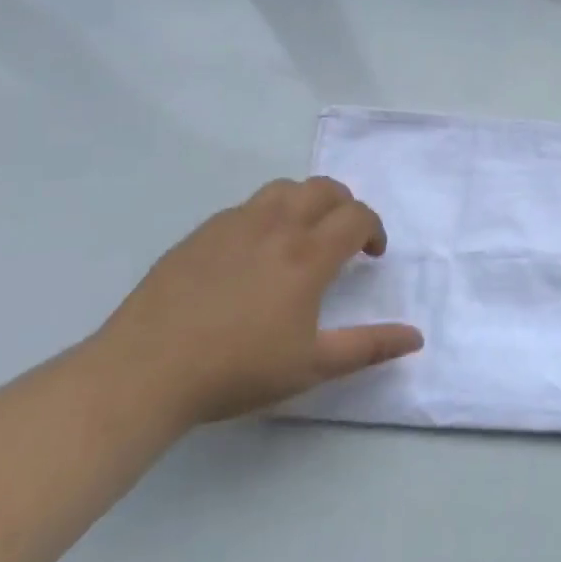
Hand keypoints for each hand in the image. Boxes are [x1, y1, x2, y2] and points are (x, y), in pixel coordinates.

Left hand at [95, 178, 422, 426]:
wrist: (143, 373)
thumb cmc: (236, 370)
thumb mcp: (312, 365)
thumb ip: (369, 347)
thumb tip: (416, 338)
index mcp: (307, 255)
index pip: (357, 216)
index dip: (375, 229)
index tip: (372, 255)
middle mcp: (275, 226)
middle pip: (324, 188)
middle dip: (346, 205)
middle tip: (344, 238)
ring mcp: (233, 225)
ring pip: (283, 189)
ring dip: (306, 202)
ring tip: (302, 235)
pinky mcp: (199, 235)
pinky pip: (246, 207)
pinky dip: (267, 215)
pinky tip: (254, 253)